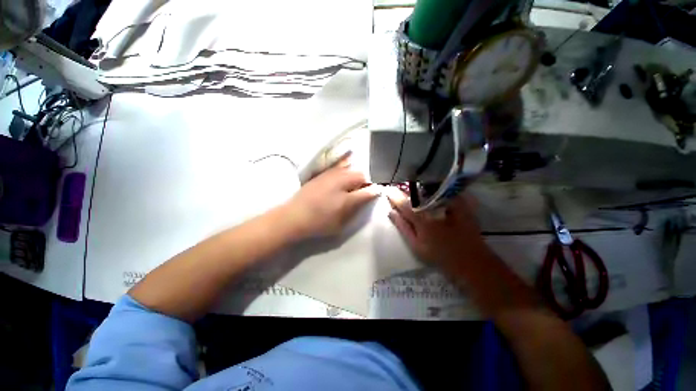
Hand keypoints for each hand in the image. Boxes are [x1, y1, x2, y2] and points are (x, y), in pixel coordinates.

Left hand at [285, 159, 379, 237]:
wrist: (293, 217)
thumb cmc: (318, 225)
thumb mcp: (340, 225)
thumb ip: (355, 211)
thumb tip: (365, 200)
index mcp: (346, 199)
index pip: (367, 191)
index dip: (374, 192)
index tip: (376, 193)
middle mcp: (340, 183)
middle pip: (360, 175)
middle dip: (365, 181)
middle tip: (363, 189)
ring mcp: (330, 176)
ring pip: (350, 169)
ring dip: (355, 175)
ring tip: (352, 184)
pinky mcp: (321, 174)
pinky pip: (338, 167)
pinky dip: (344, 170)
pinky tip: (342, 177)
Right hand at [386, 188, 487, 267]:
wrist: (471, 260)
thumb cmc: (440, 255)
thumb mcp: (417, 245)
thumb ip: (403, 227)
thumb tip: (391, 212)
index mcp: (422, 219)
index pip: (403, 203)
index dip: (394, 195)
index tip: (387, 191)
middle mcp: (434, 208)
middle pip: (415, 193)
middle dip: (405, 192)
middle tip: (399, 193)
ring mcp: (448, 203)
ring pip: (428, 191)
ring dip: (417, 191)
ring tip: (411, 194)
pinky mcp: (459, 203)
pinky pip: (441, 192)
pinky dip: (432, 191)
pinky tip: (428, 195)